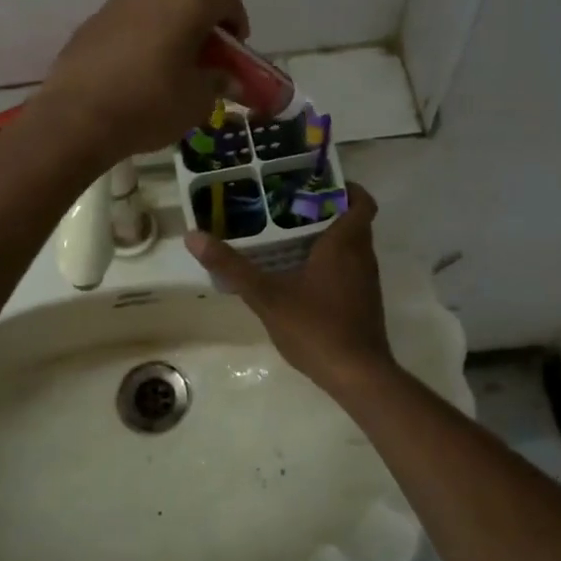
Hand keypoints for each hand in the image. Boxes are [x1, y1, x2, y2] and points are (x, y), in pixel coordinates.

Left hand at [34, 0, 248, 166]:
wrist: (76, 119)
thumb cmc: (150, 105)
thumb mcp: (198, 101)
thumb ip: (218, 83)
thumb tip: (226, 78)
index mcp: (187, 3)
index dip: (237, 23)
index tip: (233, 53)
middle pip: (188, 2)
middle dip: (200, 30)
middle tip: (200, 65)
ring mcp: (116, 5)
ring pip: (154, 13)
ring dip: (166, 34)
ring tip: (163, 72)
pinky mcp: (89, 24)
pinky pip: (125, 27)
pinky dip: (136, 43)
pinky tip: (131, 76)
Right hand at [185, 184, 398, 392]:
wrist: (358, 377)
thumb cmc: (316, 327)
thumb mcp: (266, 296)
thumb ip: (231, 266)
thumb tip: (193, 236)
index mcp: (345, 243)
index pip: (362, 202)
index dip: (346, 188)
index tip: (316, 182)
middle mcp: (362, 256)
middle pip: (353, 221)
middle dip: (326, 210)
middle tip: (289, 205)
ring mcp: (366, 282)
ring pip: (352, 247)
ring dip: (328, 238)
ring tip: (289, 235)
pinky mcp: (364, 304)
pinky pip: (350, 269)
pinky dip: (331, 263)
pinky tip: (300, 275)